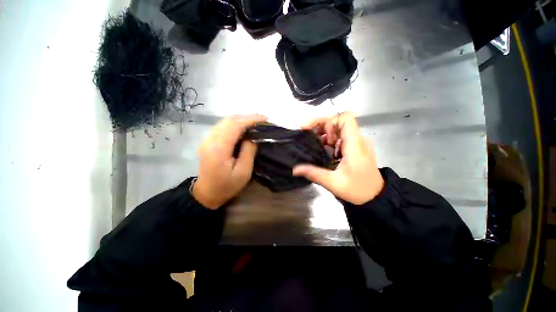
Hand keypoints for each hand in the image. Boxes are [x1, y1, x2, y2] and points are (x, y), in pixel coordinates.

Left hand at [193, 114, 266, 208]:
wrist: (207, 193)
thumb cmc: (227, 185)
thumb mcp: (243, 172)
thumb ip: (248, 152)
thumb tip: (253, 137)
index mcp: (219, 149)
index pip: (235, 126)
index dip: (250, 120)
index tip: (265, 119)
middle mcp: (210, 140)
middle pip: (229, 120)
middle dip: (247, 117)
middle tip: (262, 120)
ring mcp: (207, 139)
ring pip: (225, 121)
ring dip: (241, 119)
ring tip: (255, 122)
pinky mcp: (208, 141)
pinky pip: (223, 126)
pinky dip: (235, 124)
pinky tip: (244, 128)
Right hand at [292, 112, 383, 204]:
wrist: (376, 197)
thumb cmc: (358, 190)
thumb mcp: (333, 183)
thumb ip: (313, 173)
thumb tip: (295, 169)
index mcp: (354, 145)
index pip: (345, 119)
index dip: (329, 121)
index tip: (318, 133)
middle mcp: (357, 140)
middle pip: (339, 121)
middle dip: (322, 125)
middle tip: (308, 133)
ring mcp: (357, 144)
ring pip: (339, 129)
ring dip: (324, 132)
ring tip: (313, 142)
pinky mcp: (355, 148)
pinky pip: (340, 137)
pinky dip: (329, 139)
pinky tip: (322, 148)